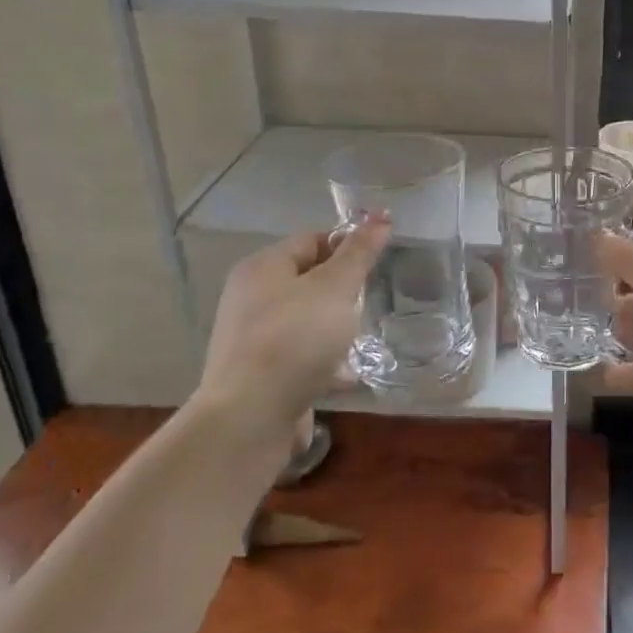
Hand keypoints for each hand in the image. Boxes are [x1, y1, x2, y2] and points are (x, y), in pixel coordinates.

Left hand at [190, 217, 390, 451]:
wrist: (250, 417)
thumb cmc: (295, 338)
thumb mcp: (336, 287)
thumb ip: (359, 252)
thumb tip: (382, 215)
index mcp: (262, 268)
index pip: (311, 239)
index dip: (346, 245)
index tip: (376, 263)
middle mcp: (250, 298)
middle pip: (308, 281)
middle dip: (342, 292)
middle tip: (370, 302)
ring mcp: (251, 340)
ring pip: (305, 321)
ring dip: (334, 329)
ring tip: (361, 340)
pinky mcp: (258, 376)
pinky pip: (299, 357)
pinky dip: (322, 362)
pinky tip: (345, 376)